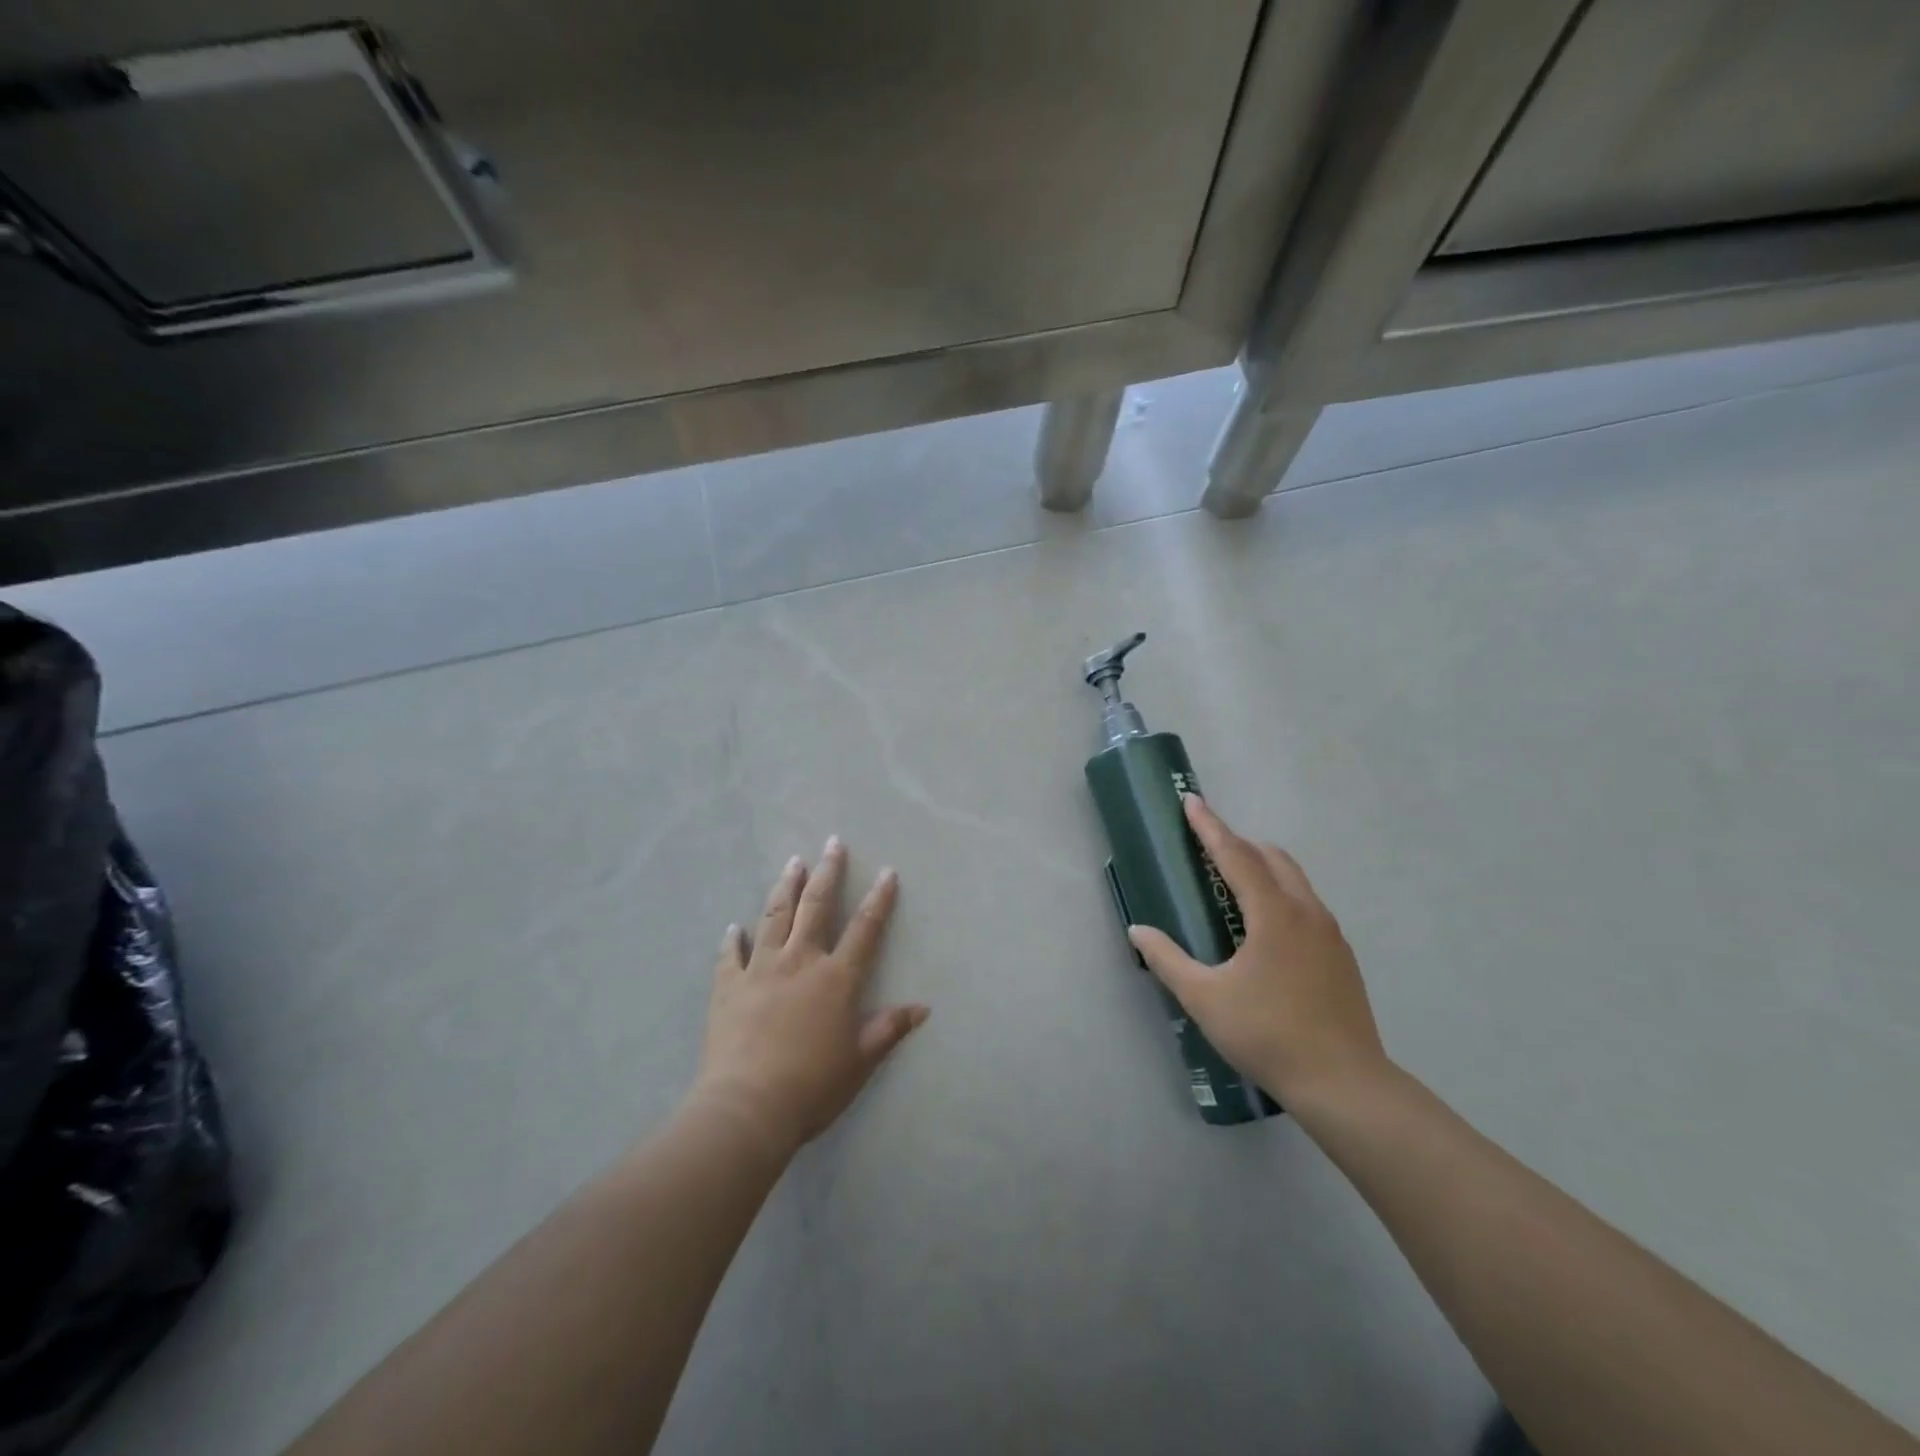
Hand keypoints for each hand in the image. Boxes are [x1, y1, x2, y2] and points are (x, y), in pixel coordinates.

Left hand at [690, 838, 928, 1158]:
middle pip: (816, 907)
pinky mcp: (728, 987)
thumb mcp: (861, 1060)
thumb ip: (889, 1028)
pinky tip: (735, 927)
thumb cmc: (813, 1085)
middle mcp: (800, 961)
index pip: (864, 929)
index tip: (887, 872)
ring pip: (774, 917)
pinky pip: (730, 956)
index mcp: (836, 978)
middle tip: (832, 843)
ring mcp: (760, 970)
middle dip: (827, 872)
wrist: (748, 1107)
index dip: (879, 899)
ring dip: (785, 888)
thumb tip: (923, 1007)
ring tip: (792, 862)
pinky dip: (733, 939)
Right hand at [1127, 796, 1387, 1110]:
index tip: (1191, 800)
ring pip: (1295, 880)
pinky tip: (1265, 928)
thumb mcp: (1204, 998)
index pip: (1236, 855)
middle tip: (1207, 847)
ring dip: (1263, 867)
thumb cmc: (1267, 1034)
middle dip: (1238, 843)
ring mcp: (1330, 934)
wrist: (1345, 1085)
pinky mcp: (1341, 956)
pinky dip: (1281, 893)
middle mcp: (1307, 912)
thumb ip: (1167, 959)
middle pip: (1272, 857)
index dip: (1210, 826)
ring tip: (1233, 882)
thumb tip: (1138, 931)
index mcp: (1274, 914)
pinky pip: (1307, 904)